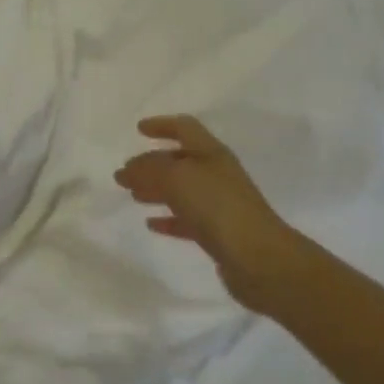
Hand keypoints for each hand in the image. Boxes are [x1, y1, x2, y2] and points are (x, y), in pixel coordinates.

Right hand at [114, 115, 313, 314]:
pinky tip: (151, 224)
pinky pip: (187, 220)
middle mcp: (217, 174)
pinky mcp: (218, 233)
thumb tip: (128, 169)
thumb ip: (149, 169)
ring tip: (133, 195)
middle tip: (125, 172)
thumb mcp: (177, 178)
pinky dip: (168, 218)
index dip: (162, 125)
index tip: (139, 129)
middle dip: (152, 163)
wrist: (257, 258)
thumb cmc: (217, 207)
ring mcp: (219, 204)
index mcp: (211, 153)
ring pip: (182, 190)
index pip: (185, 128)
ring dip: (156, 189)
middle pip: (180, 161)